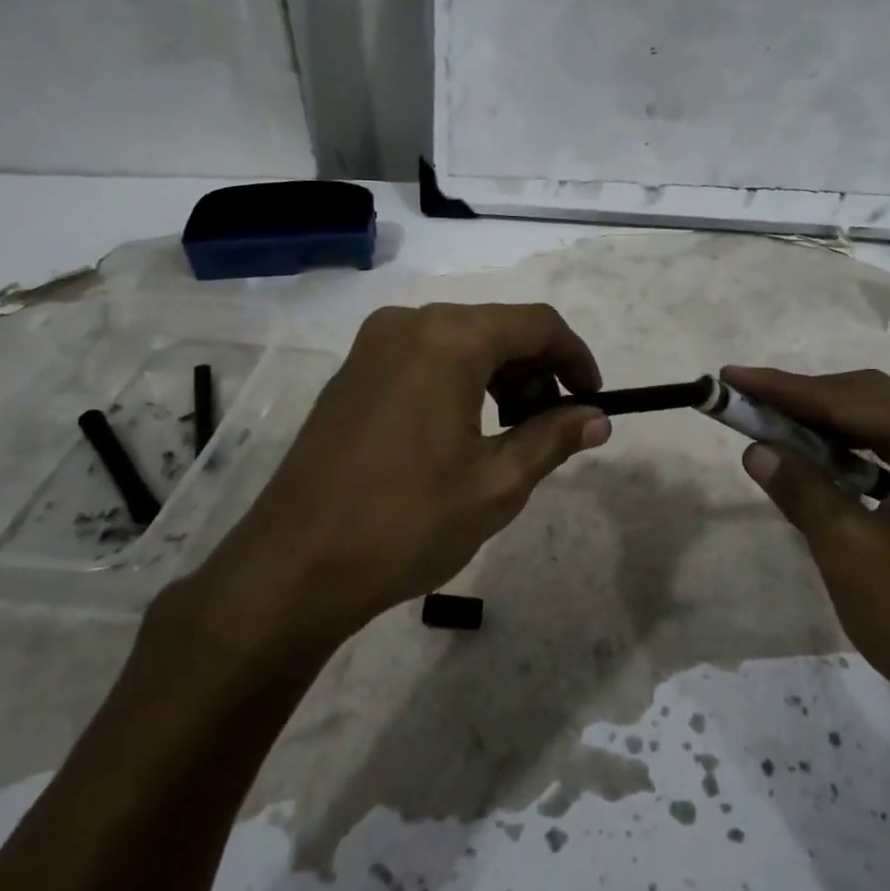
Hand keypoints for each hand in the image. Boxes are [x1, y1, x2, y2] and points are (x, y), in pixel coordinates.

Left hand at [182, 304, 609, 660]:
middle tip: (553, 429)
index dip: (576, 358)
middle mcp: (410, 323)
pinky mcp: (353, 373)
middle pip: (498, 329)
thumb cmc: (407, 521)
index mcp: (449, 338)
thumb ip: (553, 438)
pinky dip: (460, 383)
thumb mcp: (497, 484)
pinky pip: (425, 358)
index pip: (537, 324)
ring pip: (461, 343)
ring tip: (512, 437)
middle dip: (538, 372)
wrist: (292, 567)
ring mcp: (374, 346)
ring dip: (500, 378)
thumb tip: (596, 418)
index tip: (594, 401)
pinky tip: (465, 433)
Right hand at [723, 365, 889, 741]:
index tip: (730, 376)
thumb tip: (756, 448)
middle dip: (803, 403)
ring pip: (878, 425)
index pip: (848, 400)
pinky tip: (818, 462)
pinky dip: (850, 455)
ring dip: (823, 427)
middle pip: (866, 401)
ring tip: (770, 426)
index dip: (783, 389)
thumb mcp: (848, 549)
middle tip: (745, 403)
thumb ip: (801, 488)